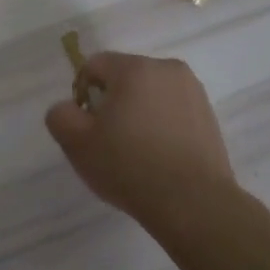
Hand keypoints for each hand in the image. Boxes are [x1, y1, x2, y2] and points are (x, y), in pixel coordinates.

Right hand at [45, 52, 235, 228]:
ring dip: (137, 114)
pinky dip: (161, 126)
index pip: (94, 65)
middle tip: (108, 142)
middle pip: (124, 78)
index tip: (86, 127)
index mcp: (135, 68)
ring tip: (136, 153)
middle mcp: (168, 69)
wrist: (192, 203)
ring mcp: (194, 92)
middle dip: (112, 103)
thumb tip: (69, 108)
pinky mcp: (209, 116)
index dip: (82, 94)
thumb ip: (60, 115)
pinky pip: (172, 112)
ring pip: (150, 95)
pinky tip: (159, 158)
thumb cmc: (129, 166)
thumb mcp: (76, 143)